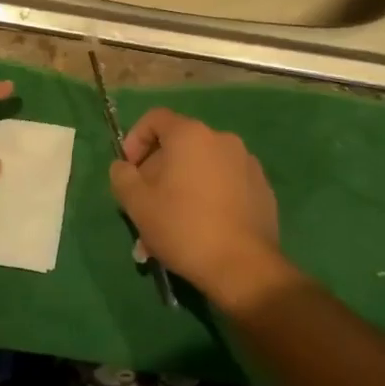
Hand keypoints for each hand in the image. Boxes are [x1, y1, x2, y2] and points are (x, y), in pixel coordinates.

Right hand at [109, 108, 287, 306]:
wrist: (243, 267)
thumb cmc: (183, 226)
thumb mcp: (137, 203)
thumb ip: (122, 176)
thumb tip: (124, 167)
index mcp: (191, 135)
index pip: (155, 119)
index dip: (134, 139)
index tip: (128, 171)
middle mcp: (222, 139)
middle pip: (179, 146)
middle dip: (157, 172)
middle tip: (146, 206)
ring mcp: (247, 164)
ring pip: (201, 168)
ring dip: (181, 188)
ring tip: (170, 225)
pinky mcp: (262, 189)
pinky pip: (225, 184)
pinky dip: (208, 197)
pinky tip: (200, 229)